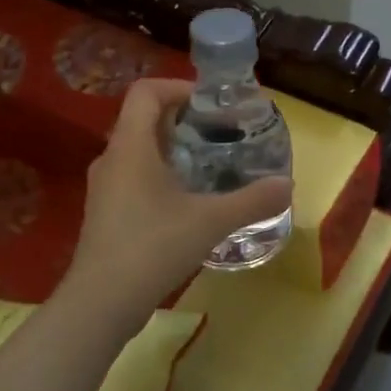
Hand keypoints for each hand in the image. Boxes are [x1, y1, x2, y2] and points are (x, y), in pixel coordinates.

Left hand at [71, 79, 293, 312]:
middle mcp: (113, 159)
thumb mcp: (211, 221)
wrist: (102, 303)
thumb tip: (288, 184)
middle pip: (146, 119)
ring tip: (212, 165)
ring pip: (141, 151)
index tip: (213, 104)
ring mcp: (106, 188)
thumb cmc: (153, 247)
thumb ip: (253, 200)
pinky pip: (137, 177)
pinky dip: (165, 175)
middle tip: (222, 133)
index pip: (146, 92)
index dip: (180, 87)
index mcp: (131, 147)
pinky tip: (191, 201)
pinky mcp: (108, 213)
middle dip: (186, 120)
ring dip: (175, 149)